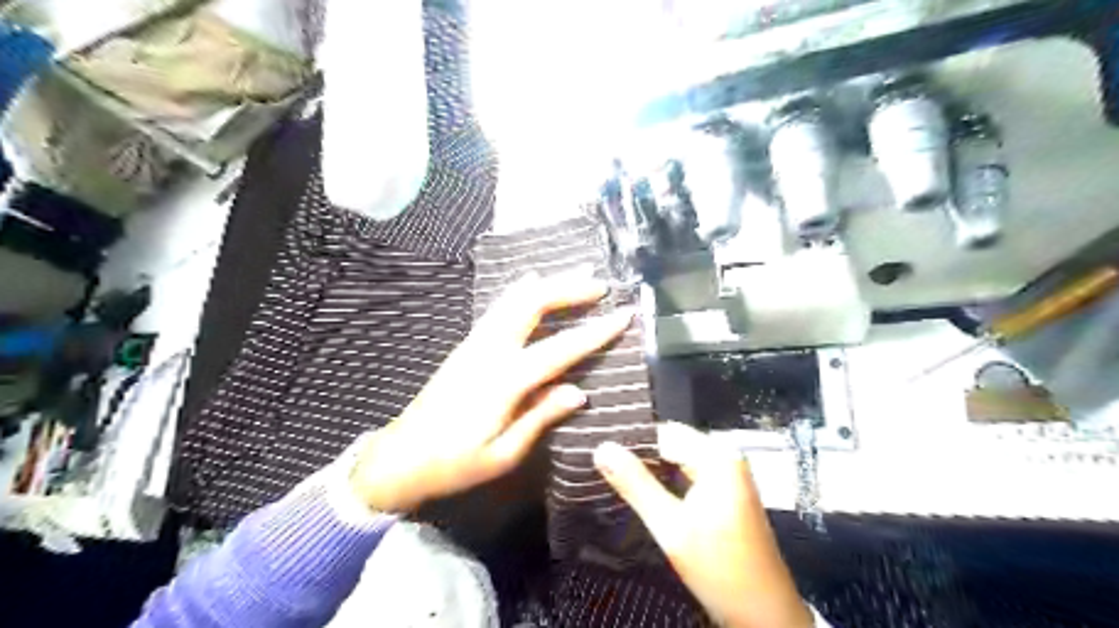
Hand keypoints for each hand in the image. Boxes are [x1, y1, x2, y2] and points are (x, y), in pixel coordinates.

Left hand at [350, 270, 627, 514]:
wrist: (400, 457)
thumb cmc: (454, 464)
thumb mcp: (503, 453)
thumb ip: (540, 417)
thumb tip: (579, 392)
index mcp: (503, 381)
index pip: (559, 349)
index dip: (594, 332)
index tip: (623, 315)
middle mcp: (488, 351)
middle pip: (531, 304)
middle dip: (568, 289)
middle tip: (600, 284)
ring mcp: (473, 343)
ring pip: (513, 298)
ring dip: (547, 283)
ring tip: (576, 274)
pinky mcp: (466, 345)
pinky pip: (499, 307)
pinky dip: (522, 291)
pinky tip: (533, 283)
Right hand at [593, 421, 814, 626]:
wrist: (765, 614)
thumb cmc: (720, 569)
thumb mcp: (670, 527)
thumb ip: (635, 484)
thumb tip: (602, 449)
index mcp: (717, 456)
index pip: (663, 432)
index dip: (630, 441)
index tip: (598, 450)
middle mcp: (725, 456)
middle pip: (671, 443)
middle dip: (639, 456)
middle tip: (601, 466)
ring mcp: (728, 474)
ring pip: (678, 459)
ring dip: (650, 470)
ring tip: (615, 477)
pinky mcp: (726, 491)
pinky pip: (688, 474)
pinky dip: (666, 481)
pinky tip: (644, 492)